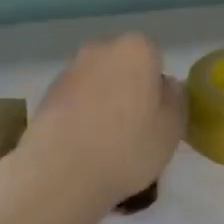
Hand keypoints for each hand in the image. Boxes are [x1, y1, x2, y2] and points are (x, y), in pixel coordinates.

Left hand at [20, 34, 186, 213]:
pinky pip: (74, 102)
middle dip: (128, 89)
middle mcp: (100, 49)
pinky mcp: (46, 96)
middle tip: (133, 129)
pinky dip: (80, 116)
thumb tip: (166, 86)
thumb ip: (177, 98)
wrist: (60, 174)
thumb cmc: (127, 147)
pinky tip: (82, 148)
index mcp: (136, 49)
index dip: (156, 87)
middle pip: (123, 66)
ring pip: (97, 83)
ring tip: (104, 144)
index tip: (156, 116)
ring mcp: (69, 71)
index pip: (154, 57)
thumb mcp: (173, 128)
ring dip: (102, 102)